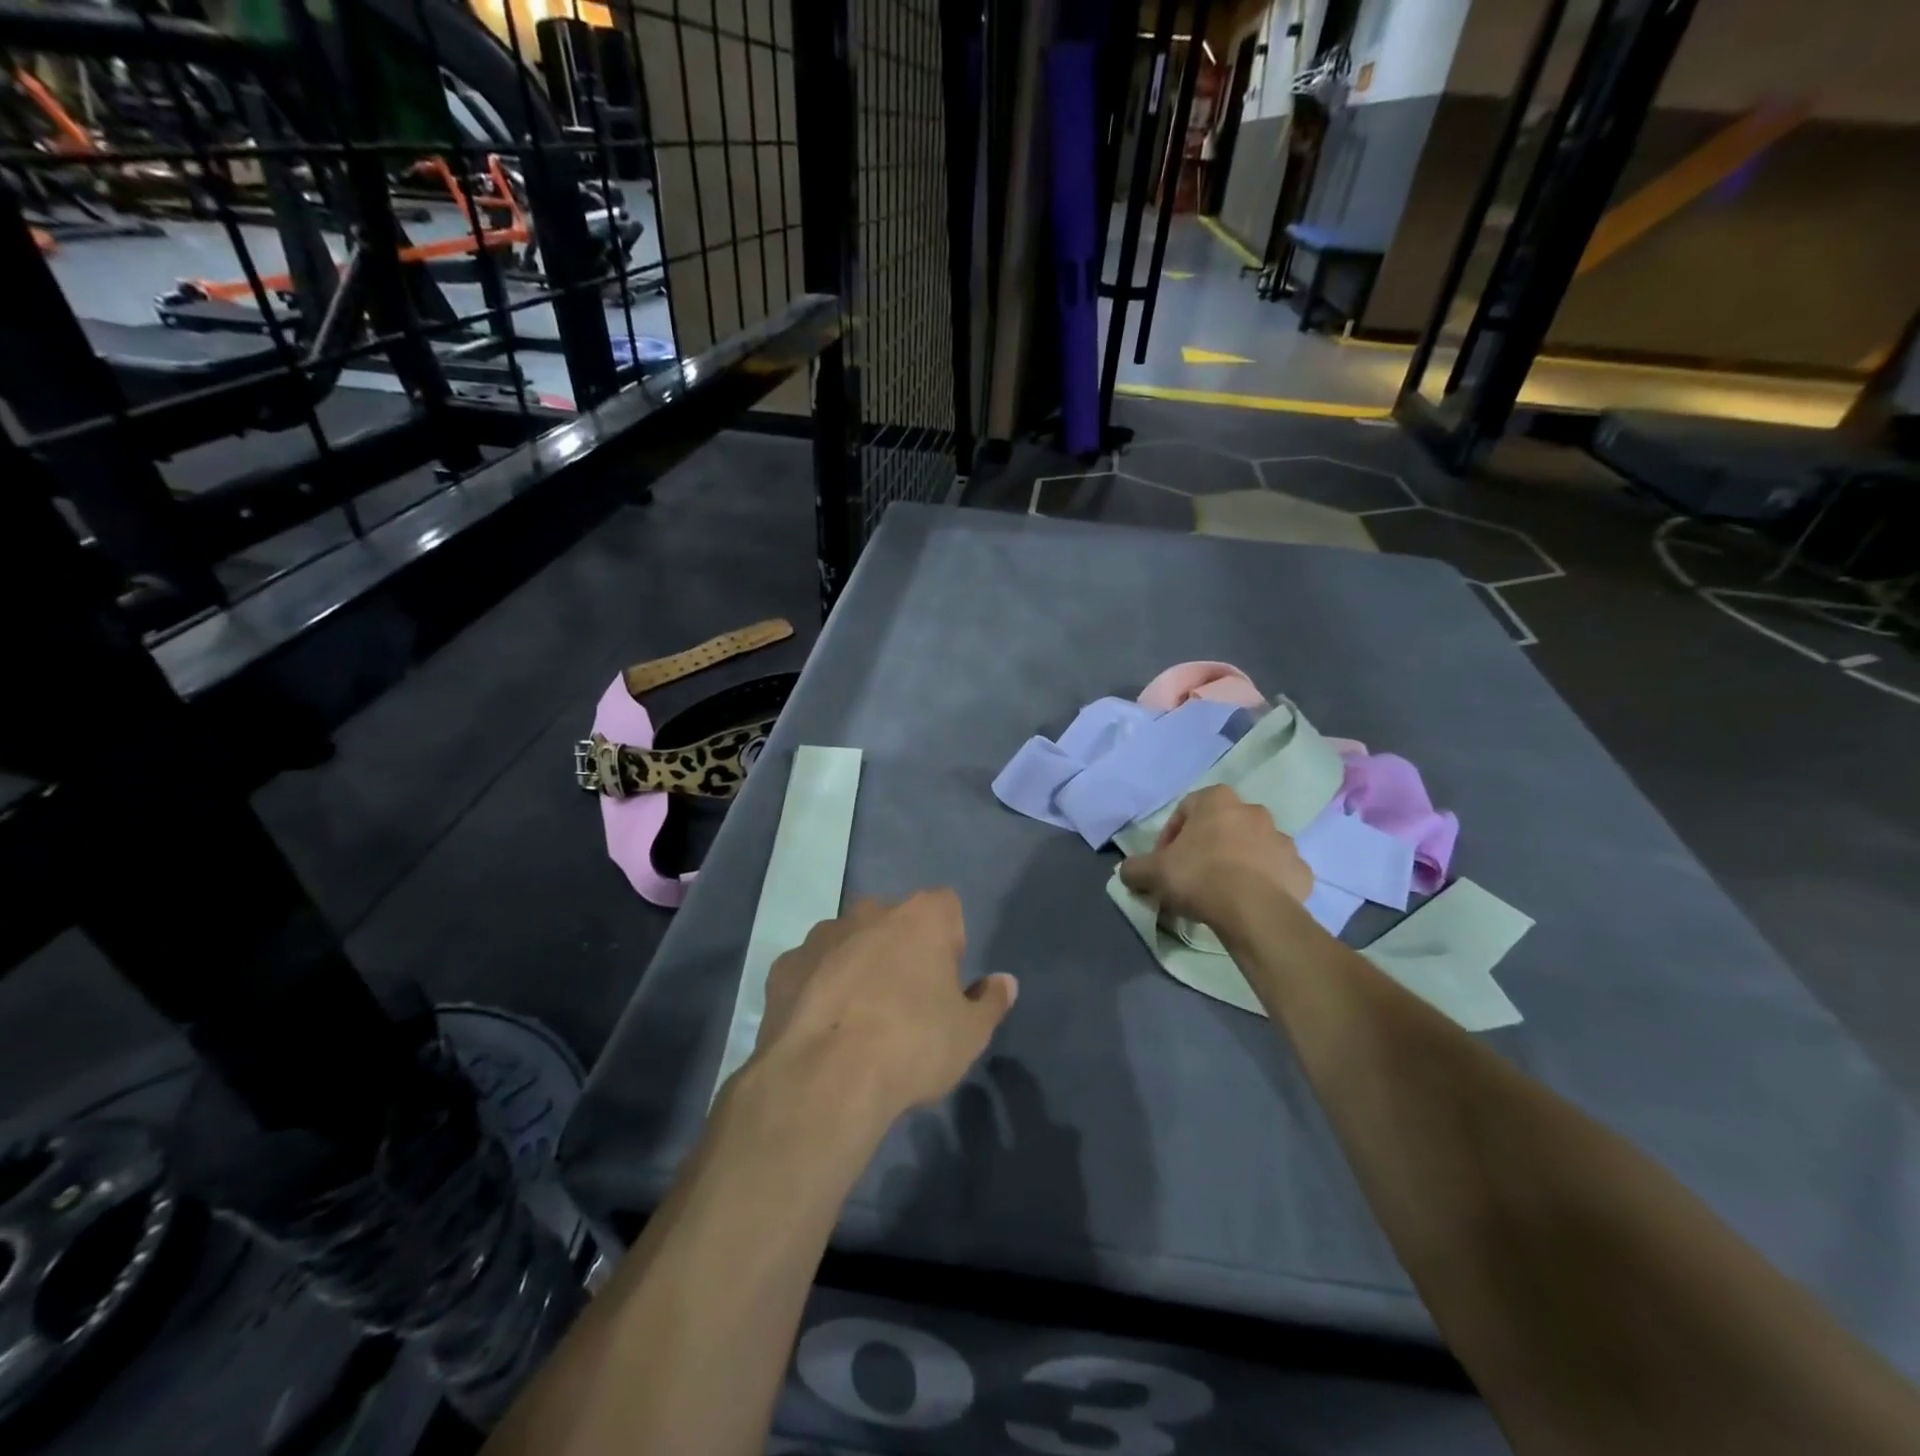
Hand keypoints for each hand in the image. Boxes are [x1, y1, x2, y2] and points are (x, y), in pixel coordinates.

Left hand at [753, 892, 1017, 1119]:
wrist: (825, 1079)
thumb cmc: (912, 1046)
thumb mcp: (969, 1035)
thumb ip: (990, 1002)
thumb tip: (1005, 982)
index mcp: (921, 917)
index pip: (946, 907)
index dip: (949, 942)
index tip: (945, 983)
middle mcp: (869, 912)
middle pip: (894, 921)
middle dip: (900, 950)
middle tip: (904, 1003)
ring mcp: (821, 935)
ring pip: (848, 941)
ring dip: (856, 966)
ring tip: (857, 1021)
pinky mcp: (784, 966)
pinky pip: (811, 969)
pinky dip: (818, 988)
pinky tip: (821, 1029)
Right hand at [1118, 785, 1312, 931]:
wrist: (1253, 910)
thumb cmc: (1199, 877)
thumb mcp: (1151, 872)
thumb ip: (1134, 867)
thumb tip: (1129, 871)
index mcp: (1217, 800)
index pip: (1186, 809)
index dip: (1170, 837)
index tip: (1165, 863)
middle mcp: (1253, 811)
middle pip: (1222, 827)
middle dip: (1206, 848)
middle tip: (1192, 878)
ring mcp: (1283, 840)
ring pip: (1252, 848)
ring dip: (1237, 864)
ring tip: (1222, 894)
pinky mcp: (1301, 870)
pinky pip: (1277, 873)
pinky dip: (1264, 884)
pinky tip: (1248, 903)